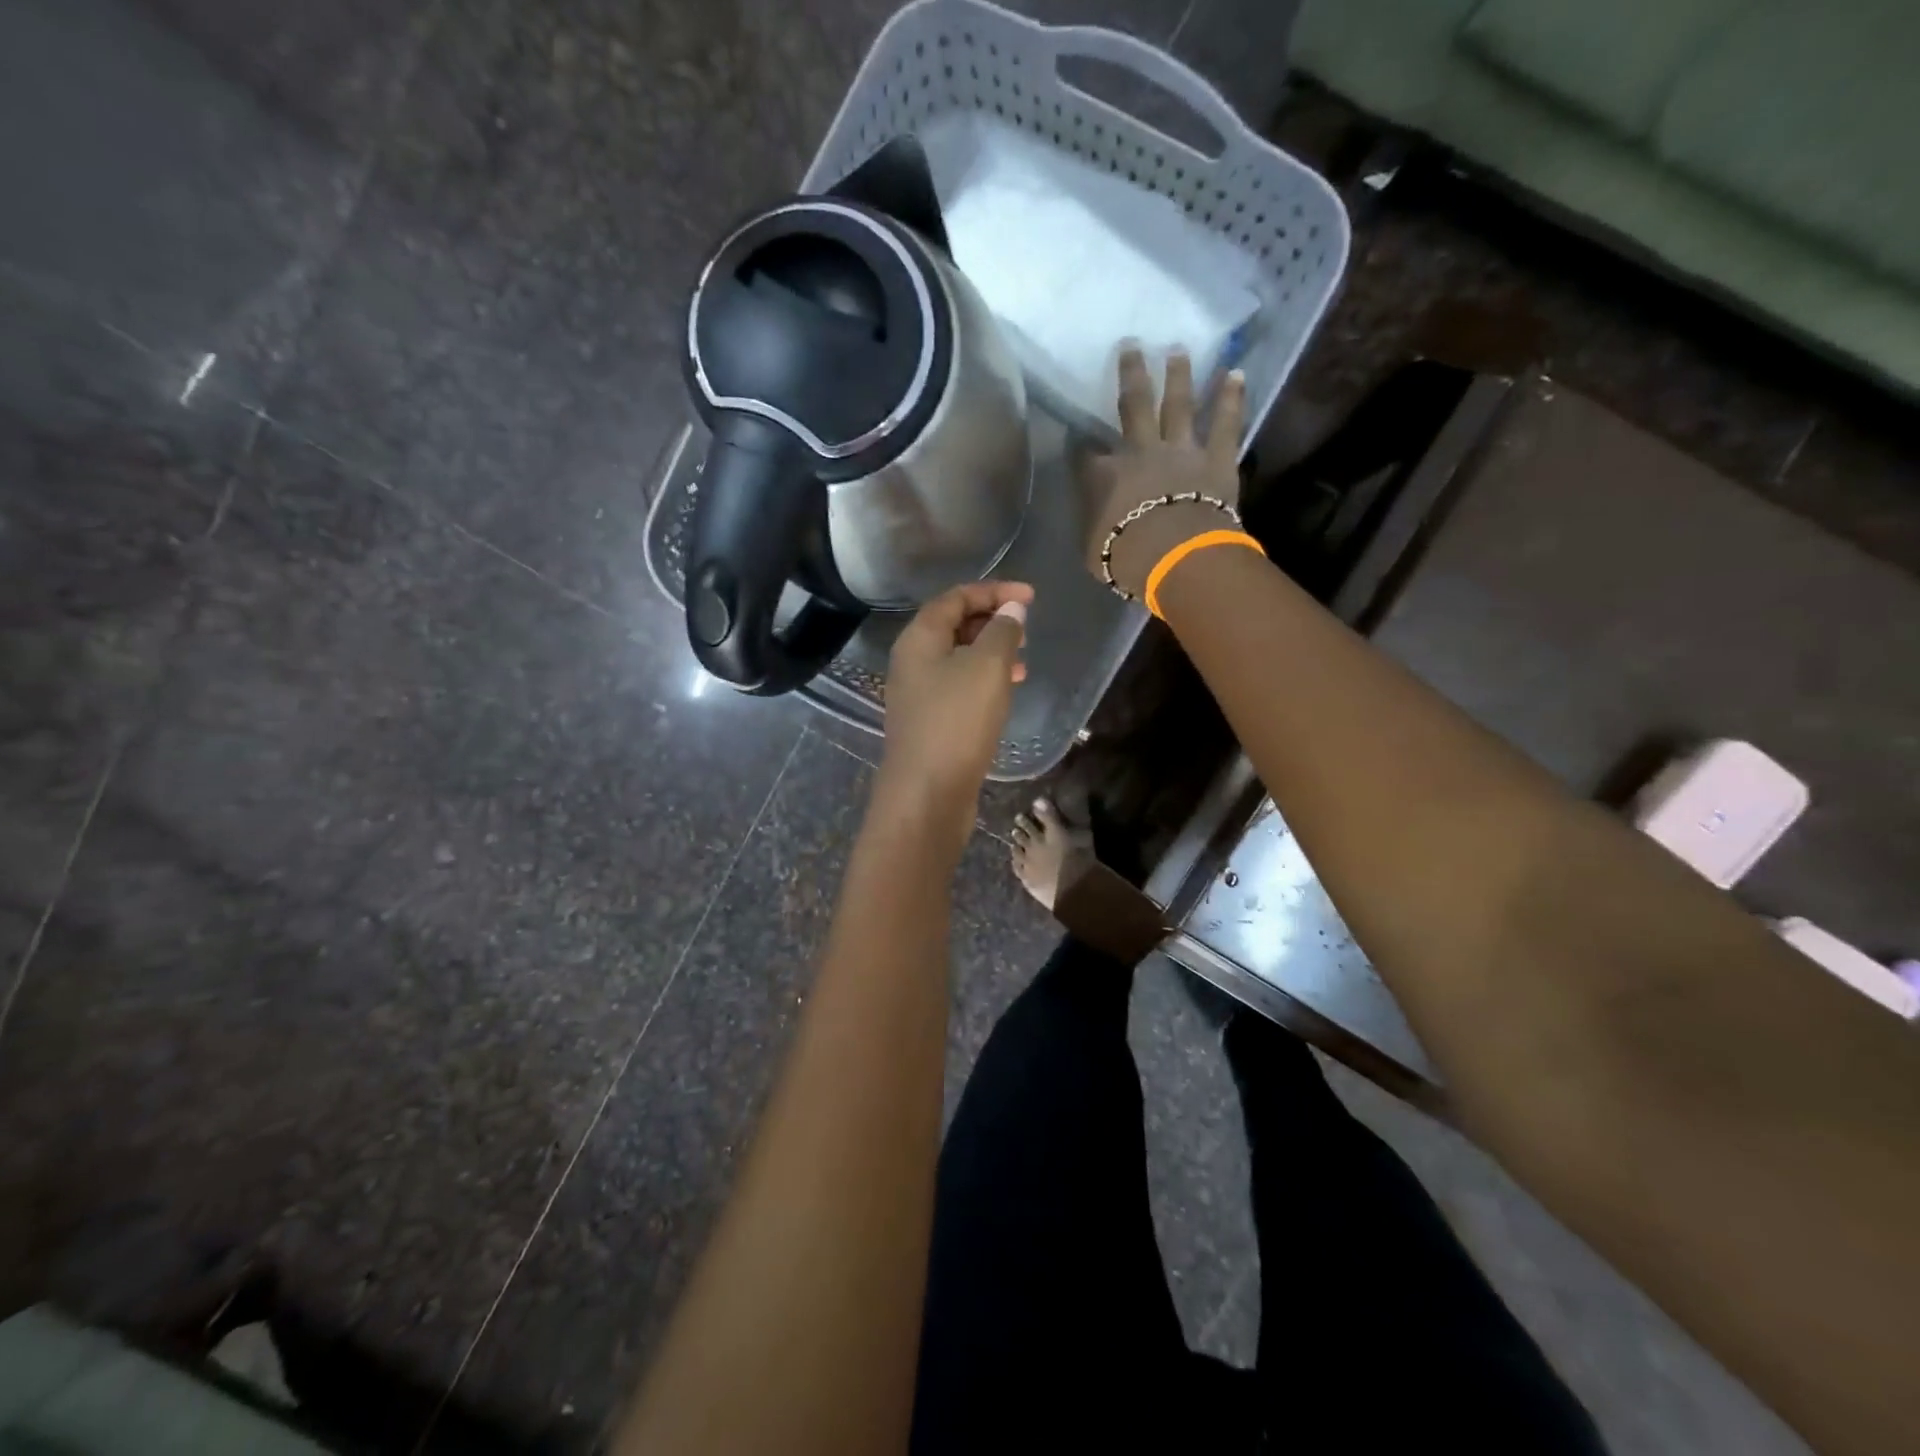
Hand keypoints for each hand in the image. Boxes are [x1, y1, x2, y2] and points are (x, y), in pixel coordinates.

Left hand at [877, 580, 1033, 848]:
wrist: (927, 794)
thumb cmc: (957, 721)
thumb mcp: (987, 667)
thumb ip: (1003, 632)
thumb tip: (1011, 610)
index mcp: (918, 639)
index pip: (955, 598)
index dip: (993, 591)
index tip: (1030, 598)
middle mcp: (911, 662)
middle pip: (952, 626)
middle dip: (991, 621)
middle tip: (1025, 631)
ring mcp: (917, 695)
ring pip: (957, 659)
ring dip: (990, 654)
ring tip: (1023, 664)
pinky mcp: (928, 723)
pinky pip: (957, 687)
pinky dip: (982, 681)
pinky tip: (1004, 695)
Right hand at [1083, 345, 1246, 597]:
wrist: (1176, 556)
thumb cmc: (1127, 559)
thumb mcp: (1094, 549)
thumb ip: (1093, 525)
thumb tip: (1094, 516)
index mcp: (1104, 476)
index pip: (1087, 456)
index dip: (1082, 446)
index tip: (1079, 438)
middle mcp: (1141, 451)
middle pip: (1134, 406)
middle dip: (1131, 375)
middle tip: (1131, 345)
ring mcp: (1182, 450)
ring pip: (1178, 404)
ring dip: (1178, 375)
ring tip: (1178, 349)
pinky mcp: (1217, 458)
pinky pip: (1226, 424)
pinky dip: (1231, 398)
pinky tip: (1236, 373)